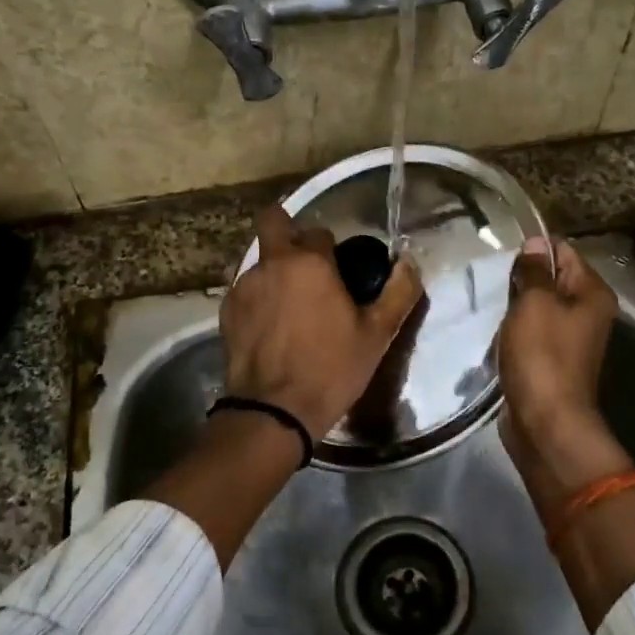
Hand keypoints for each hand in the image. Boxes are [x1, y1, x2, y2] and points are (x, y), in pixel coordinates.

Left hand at [221, 206, 423, 439]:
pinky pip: (247, 291)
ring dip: (276, 273)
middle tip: (307, 266)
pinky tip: (272, 330)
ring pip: (261, 262)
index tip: (340, 273)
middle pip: (273, 222)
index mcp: (309, 262)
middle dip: (288, 232)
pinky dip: (260, 300)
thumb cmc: (331, 369)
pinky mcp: (226, 311)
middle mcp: (271, 263)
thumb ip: (398, 292)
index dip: (332, 249)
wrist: (273, 412)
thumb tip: (408, 263)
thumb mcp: (377, 335)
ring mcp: (243, 286)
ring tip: (292, 310)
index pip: (320, 232)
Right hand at [496, 237, 629, 505]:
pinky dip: (515, 330)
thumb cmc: (542, 355)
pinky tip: (497, 331)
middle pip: (552, 279)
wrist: (545, 422)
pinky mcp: (551, 359)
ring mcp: (570, 338)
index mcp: (592, 294)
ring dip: (515, 306)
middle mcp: (588, 313)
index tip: (504, 255)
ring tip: (492, 305)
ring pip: (538, 307)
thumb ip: (534, 270)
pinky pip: (531, 332)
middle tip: (493, 281)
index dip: (534, 249)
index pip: (563, 251)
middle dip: (522, 279)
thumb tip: (535, 243)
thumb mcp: (535, 303)